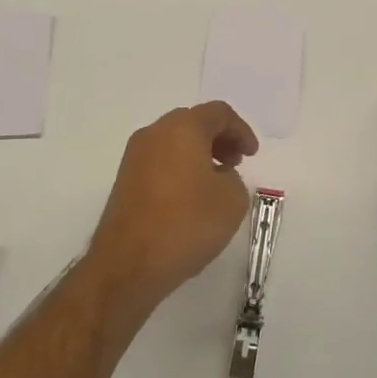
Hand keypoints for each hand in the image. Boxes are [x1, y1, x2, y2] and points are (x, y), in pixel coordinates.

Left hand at [87, 102, 260, 316]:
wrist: (128, 264)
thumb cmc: (186, 224)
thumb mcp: (232, 200)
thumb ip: (233, 178)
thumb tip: (216, 176)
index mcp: (183, 128)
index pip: (218, 113)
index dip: (241, 130)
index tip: (252, 155)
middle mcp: (154, 133)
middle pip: (193, 122)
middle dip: (218, 138)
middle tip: (235, 163)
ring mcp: (134, 156)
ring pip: (174, 141)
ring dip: (198, 153)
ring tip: (215, 182)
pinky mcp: (124, 180)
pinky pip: (160, 161)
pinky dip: (180, 168)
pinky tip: (191, 197)